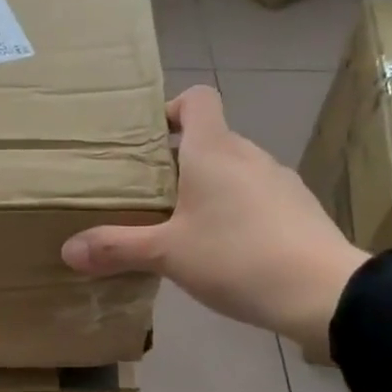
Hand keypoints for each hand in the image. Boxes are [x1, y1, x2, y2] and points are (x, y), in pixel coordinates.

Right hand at [61, 85, 368, 359]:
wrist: (323, 292)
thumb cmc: (237, 257)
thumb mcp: (167, 255)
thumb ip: (116, 248)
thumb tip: (67, 250)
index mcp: (214, 150)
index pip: (197, 99)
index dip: (170, 110)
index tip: (147, 143)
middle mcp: (249, 155)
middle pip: (210, 138)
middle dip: (178, 161)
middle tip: (150, 197)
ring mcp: (279, 181)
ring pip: (234, 170)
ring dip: (208, 188)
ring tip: (184, 228)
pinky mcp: (298, 209)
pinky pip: (256, 196)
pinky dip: (236, 211)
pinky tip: (226, 250)